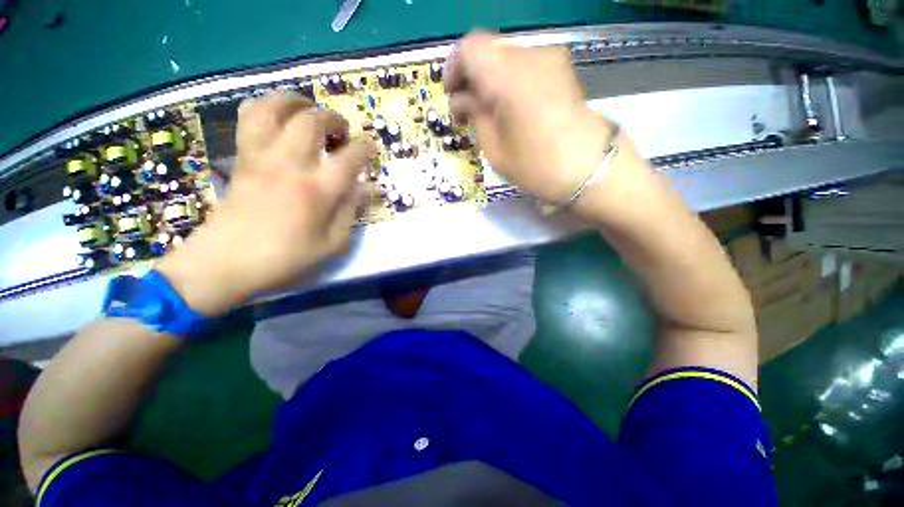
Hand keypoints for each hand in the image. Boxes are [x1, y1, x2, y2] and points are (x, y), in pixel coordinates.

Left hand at [156, 92, 378, 315]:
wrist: (226, 261)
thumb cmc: (285, 257)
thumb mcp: (332, 244)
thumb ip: (350, 211)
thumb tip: (357, 187)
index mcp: (317, 190)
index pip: (350, 157)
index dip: (366, 148)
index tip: (371, 147)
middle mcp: (290, 164)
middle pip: (313, 120)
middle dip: (334, 119)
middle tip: (342, 132)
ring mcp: (261, 156)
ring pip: (275, 106)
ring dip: (297, 102)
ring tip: (310, 112)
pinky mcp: (241, 156)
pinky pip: (249, 116)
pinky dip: (266, 107)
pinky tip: (278, 118)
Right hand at [445, 32, 614, 204]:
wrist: (589, 168)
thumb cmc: (536, 166)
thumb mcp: (495, 149)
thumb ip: (475, 116)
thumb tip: (462, 100)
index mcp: (508, 77)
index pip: (470, 49)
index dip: (454, 69)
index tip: (452, 96)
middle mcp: (530, 56)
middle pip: (488, 50)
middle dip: (471, 77)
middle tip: (467, 110)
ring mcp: (550, 59)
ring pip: (505, 57)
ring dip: (489, 80)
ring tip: (488, 112)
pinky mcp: (561, 68)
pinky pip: (524, 65)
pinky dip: (508, 80)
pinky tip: (508, 107)